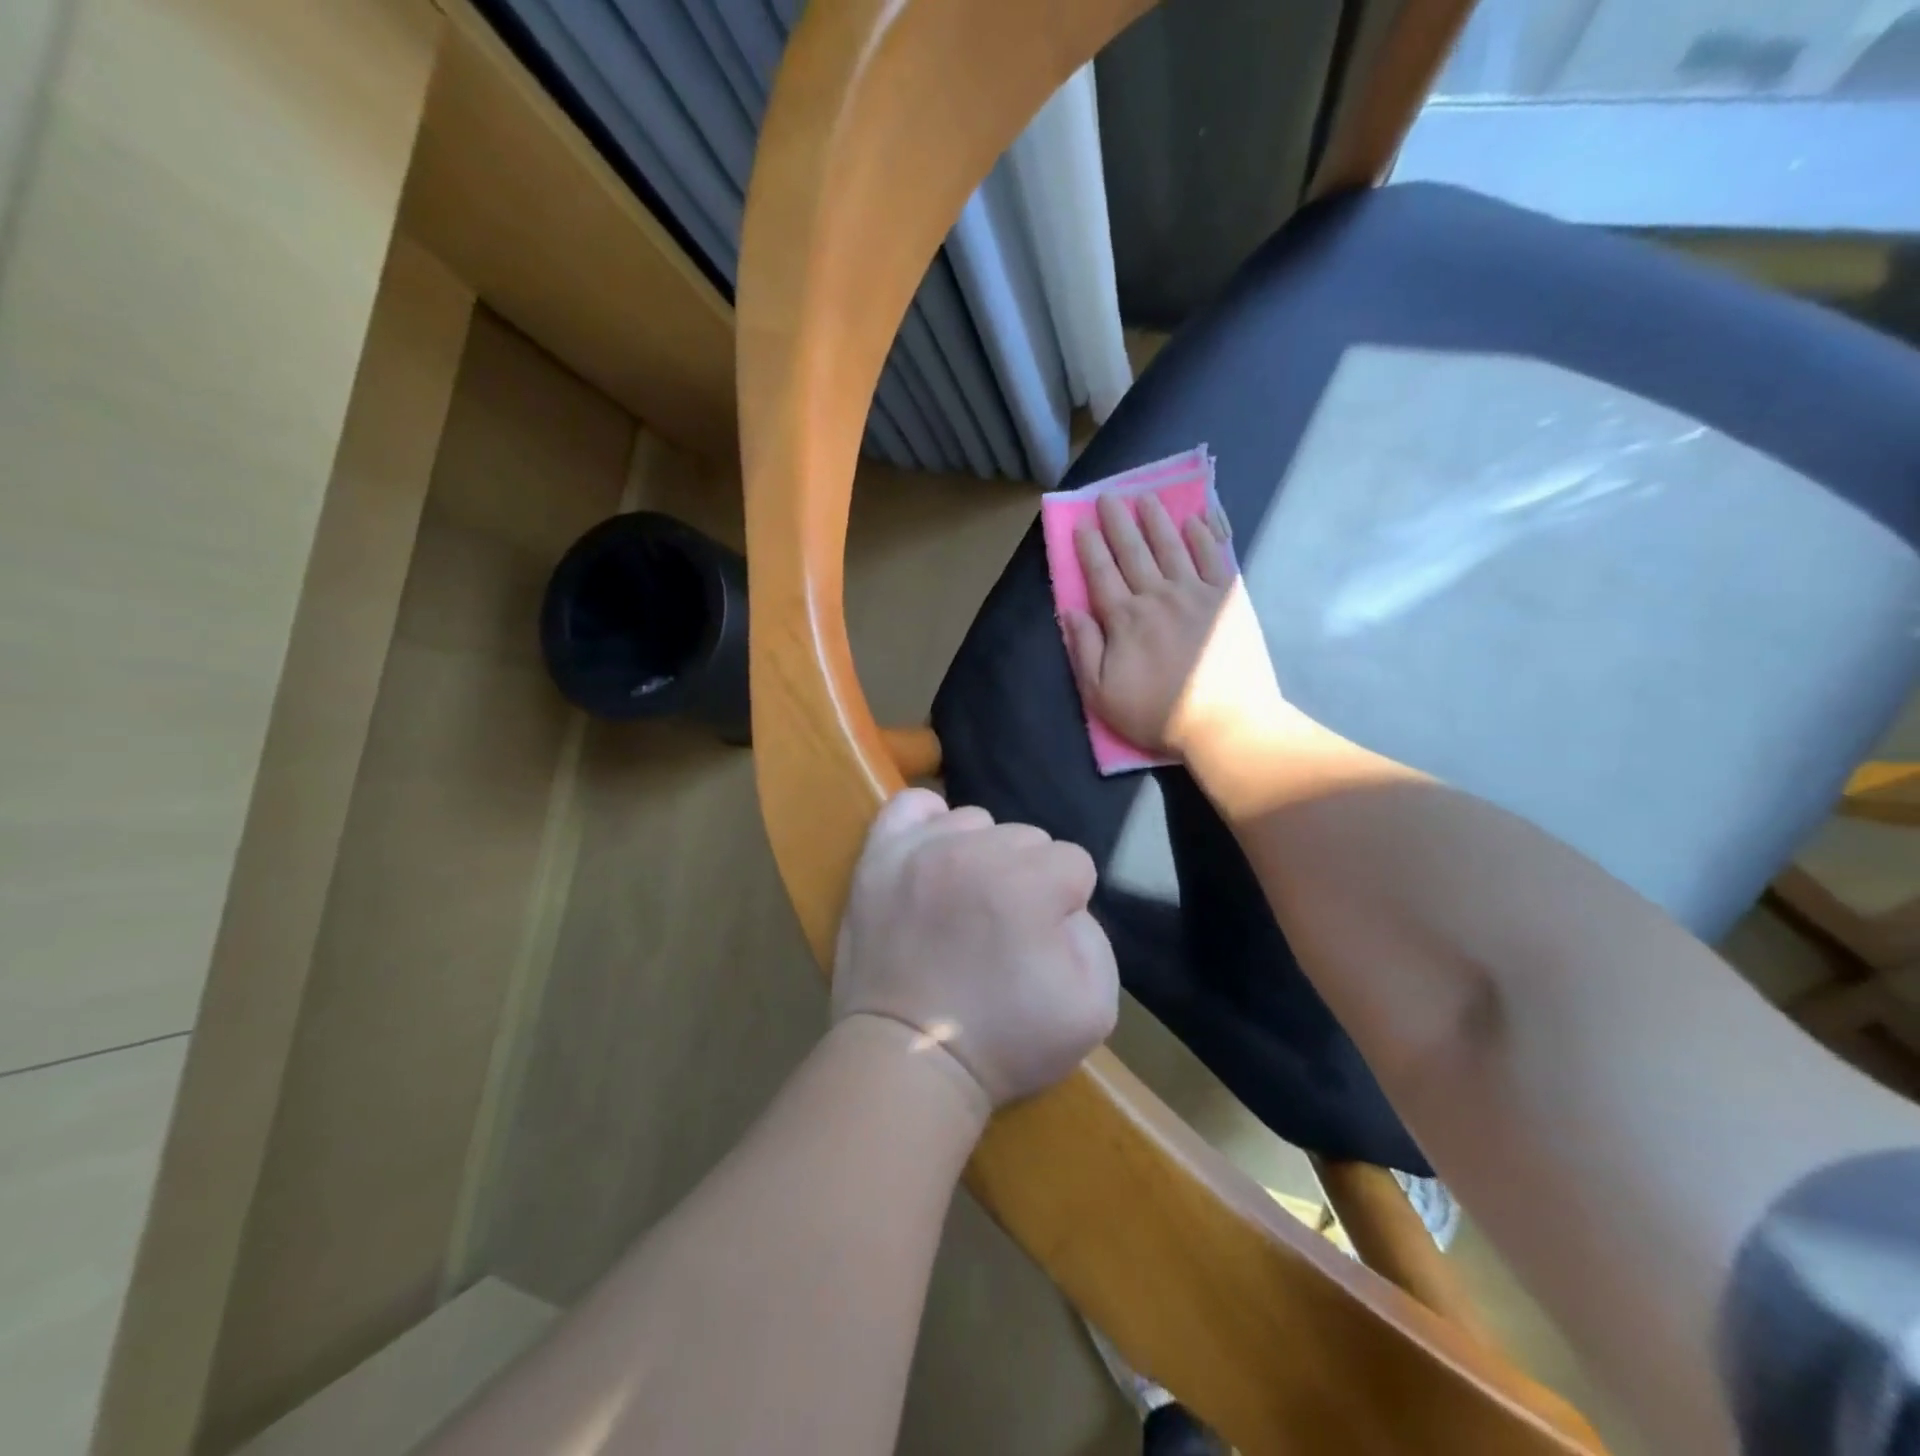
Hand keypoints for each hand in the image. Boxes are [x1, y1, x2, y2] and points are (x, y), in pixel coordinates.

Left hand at [833, 789, 1119, 1112]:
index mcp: (1029, 884)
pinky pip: (911, 806)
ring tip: (965, 901)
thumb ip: (1096, 939)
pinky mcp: (879, 856)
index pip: (1073, 863)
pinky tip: (935, 854)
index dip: (1066, 904)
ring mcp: (921, 849)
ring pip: (976, 821)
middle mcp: (974, 852)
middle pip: (1027, 838)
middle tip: (1003, 928)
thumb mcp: (1093, 1010)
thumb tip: (1065, 906)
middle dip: (1027, 878)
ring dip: (981, 854)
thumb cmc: (1004, 1042)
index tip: (1042, 941)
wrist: (909, 1058)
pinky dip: (929, 822)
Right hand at [1063, 493, 1288, 759]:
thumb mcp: (1102, 694)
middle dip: (1118, 523)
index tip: (1082, 525)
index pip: (1101, 574)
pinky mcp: (1228, 598)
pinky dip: (1202, 537)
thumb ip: (1085, 649)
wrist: (1224, 723)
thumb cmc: (1156, 713)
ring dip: (1156, 521)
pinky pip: (1212, 558)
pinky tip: (1194, 522)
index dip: (1089, 548)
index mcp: (1125, 619)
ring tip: (1145, 499)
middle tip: (1108, 497)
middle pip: (1133, 552)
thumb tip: (1069, 612)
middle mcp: (1157, 596)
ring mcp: (1196, 593)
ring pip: (1171, 547)